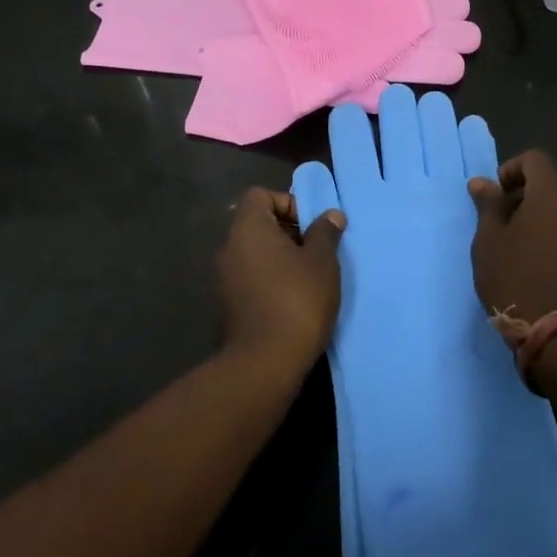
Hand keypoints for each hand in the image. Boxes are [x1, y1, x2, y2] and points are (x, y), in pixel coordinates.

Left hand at [216, 187, 345, 373]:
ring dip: (282, 257)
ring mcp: (225, 277)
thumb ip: (325, 232)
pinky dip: (271, 279)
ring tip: (311, 276)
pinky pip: (252, 276)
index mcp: (248, 228)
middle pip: (258, 223)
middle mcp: (230, 247)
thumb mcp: (322, 261)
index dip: (288, 202)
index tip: (311, 225)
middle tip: (317, 250)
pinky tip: (295, 298)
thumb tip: (331, 215)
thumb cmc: (297, 299)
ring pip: (256, 252)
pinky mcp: (229, 304)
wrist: (266, 362)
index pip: (260, 195)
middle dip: (289, 231)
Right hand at [469, 150, 556, 323]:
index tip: (494, 198)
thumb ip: (488, 206)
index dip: (511, 170)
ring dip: (535, 223)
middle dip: (520, 199)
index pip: (535, 160)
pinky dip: (550, 242)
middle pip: (548, 188)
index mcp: (551, 198)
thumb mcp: (489, 242)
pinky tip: (533, 271)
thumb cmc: (516, 280)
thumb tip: (482, 182)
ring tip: (513, 253)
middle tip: (497, 228)